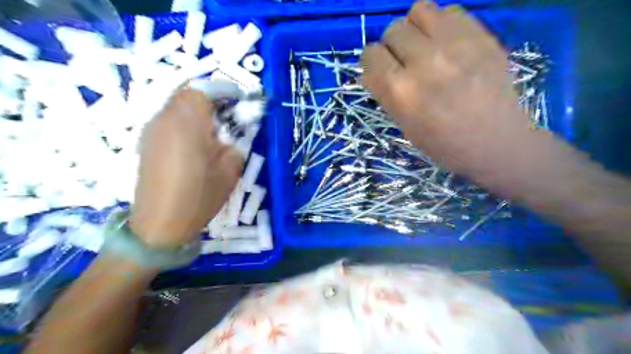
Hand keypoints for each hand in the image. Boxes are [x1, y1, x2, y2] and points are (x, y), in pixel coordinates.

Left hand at [129, 87, 242, 246]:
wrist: (160, 224)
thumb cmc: (199, 196)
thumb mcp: (230, 170)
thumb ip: (234, 144)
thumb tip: (230, 135)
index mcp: (187, 122)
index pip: (202, 90)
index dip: (222, 91)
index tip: (238, 102)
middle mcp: (164, 119)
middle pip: (185, 94)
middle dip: (209, 100)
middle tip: (227, 117)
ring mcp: (151, 131)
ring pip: (175, 106)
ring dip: (195, 111)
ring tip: (212, 131)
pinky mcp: (146, 143)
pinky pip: (167, 121)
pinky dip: (183, 123)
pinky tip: (194, 145)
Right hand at [362, 1, 534, 175]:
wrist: (496, 142)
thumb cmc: (443, 144)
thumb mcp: (405, 125)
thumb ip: (386, 93)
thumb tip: (370, 71)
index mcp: (401, 91)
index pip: (371, 55)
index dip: (373, 62)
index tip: (380, 69)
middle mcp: (424, 62)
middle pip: (393, 30)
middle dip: (392, 46)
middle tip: (404, 62)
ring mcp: (455, 45)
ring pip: (418, 10)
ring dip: (415, 28)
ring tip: (424, 47)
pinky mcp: (481, 36)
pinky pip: (449, 11)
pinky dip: (441, 25)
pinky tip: (447, 45)